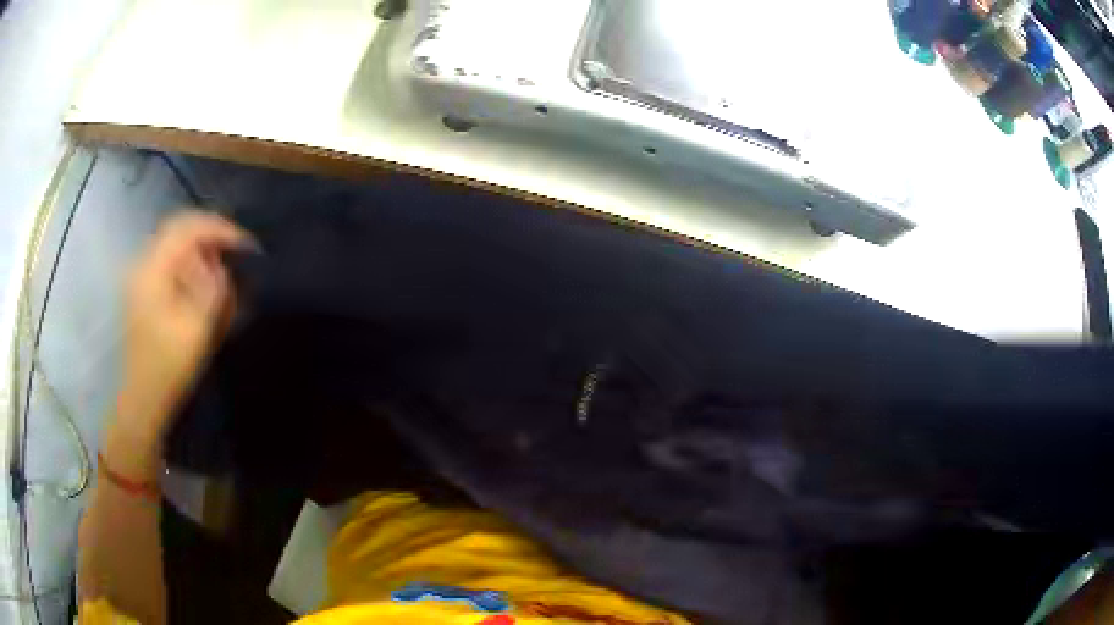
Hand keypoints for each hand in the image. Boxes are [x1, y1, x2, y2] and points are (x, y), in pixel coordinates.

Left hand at [117, 211, 253, 440]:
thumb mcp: (197, 329)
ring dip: (199, 243)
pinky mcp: (142, 288)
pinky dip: (188, 258)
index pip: (187, 229)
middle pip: (178, 227)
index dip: (219, 228)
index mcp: (152, 270)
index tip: (246, 244)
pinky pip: (168, 258)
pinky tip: (202, 275)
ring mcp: (140, 276)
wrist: (143, 397)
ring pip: (172, 240)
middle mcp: (143, 264)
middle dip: (210, 231)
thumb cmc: (169, 367)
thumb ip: (212, 288)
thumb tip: (220, 264)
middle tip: (236, 247)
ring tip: (223, 260)